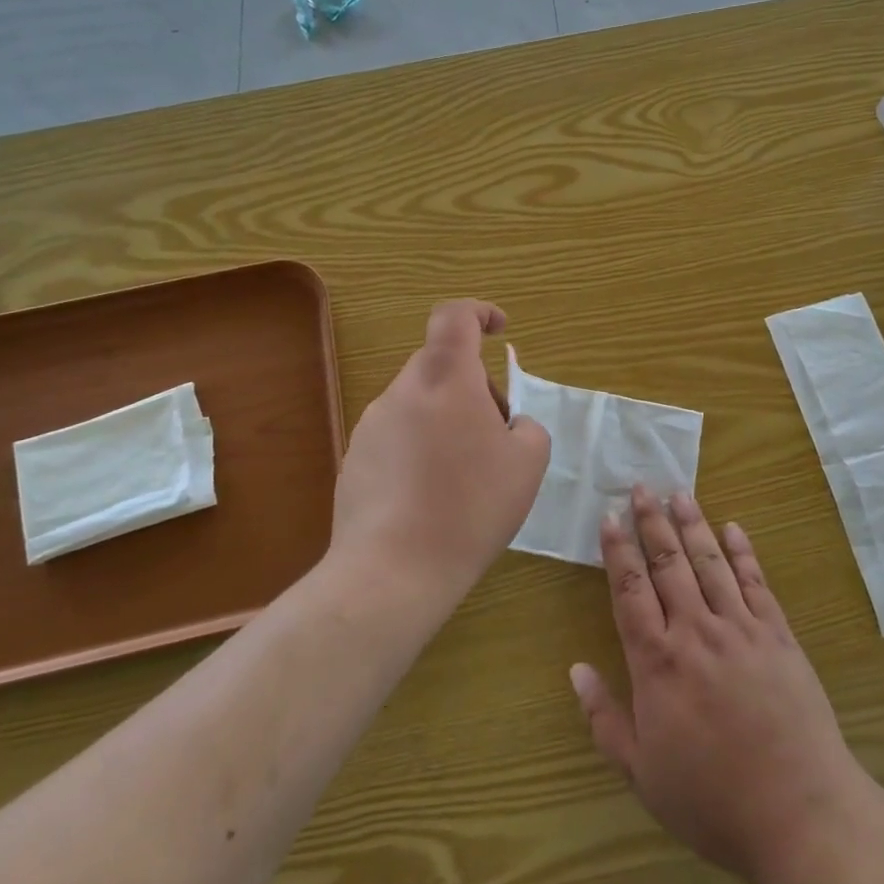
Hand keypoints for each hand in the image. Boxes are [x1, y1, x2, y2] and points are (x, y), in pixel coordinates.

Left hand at [330, 300, 550, 600]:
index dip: (479, 312)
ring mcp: (372, 424)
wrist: (392, 571)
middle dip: (474, 387)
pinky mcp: (354, 458)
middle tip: (496, 435)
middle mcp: (403, 390)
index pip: (455, 316)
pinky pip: (397, 436)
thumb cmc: (470, 507)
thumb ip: (528, 427)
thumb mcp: (528, 464)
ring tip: (464, 477)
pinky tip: (431, 498)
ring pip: (419, 402)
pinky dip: (420, 449)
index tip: (500, 330)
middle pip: (441, 365)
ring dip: (446, 420)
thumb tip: (511, 424)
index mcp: (446, 378)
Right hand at [569, 487, 872, 883]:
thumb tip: (576, 669)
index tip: (609, 517)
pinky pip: (757, 582)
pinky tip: (733, 528)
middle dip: (651, 522)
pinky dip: (743, 552)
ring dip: (693, 524)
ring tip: (679, 493)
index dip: (617, 550)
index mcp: (658, 662)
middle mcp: (696, 632)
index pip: (630, 590)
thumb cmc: (712, 801)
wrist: (800, 816)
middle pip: (668, 564)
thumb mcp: (642, 774)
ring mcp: (742, 629)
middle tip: (641, 487)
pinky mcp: (779, 635)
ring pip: (710, 562)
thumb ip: (605, 718)